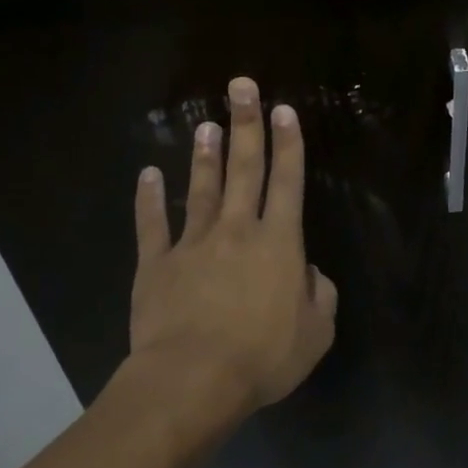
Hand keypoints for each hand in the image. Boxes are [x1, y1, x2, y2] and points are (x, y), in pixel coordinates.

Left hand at [127, 77, 337, 416]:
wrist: (192, 380)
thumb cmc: (263, 357)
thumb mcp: (317, 333)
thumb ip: (320, 295)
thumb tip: (308, 273)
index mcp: (279, 244)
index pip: (287, 182)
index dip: (288, 144)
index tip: (284, 110)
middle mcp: (237, 231)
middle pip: (244, 169)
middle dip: (246, 125)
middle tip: (241, 87)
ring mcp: (193, 244)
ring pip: (201, 189)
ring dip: (205, 155)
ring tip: (205, 124)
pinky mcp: (156, 264)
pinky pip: (152, 225)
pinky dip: (149, 199)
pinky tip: (147, 175)